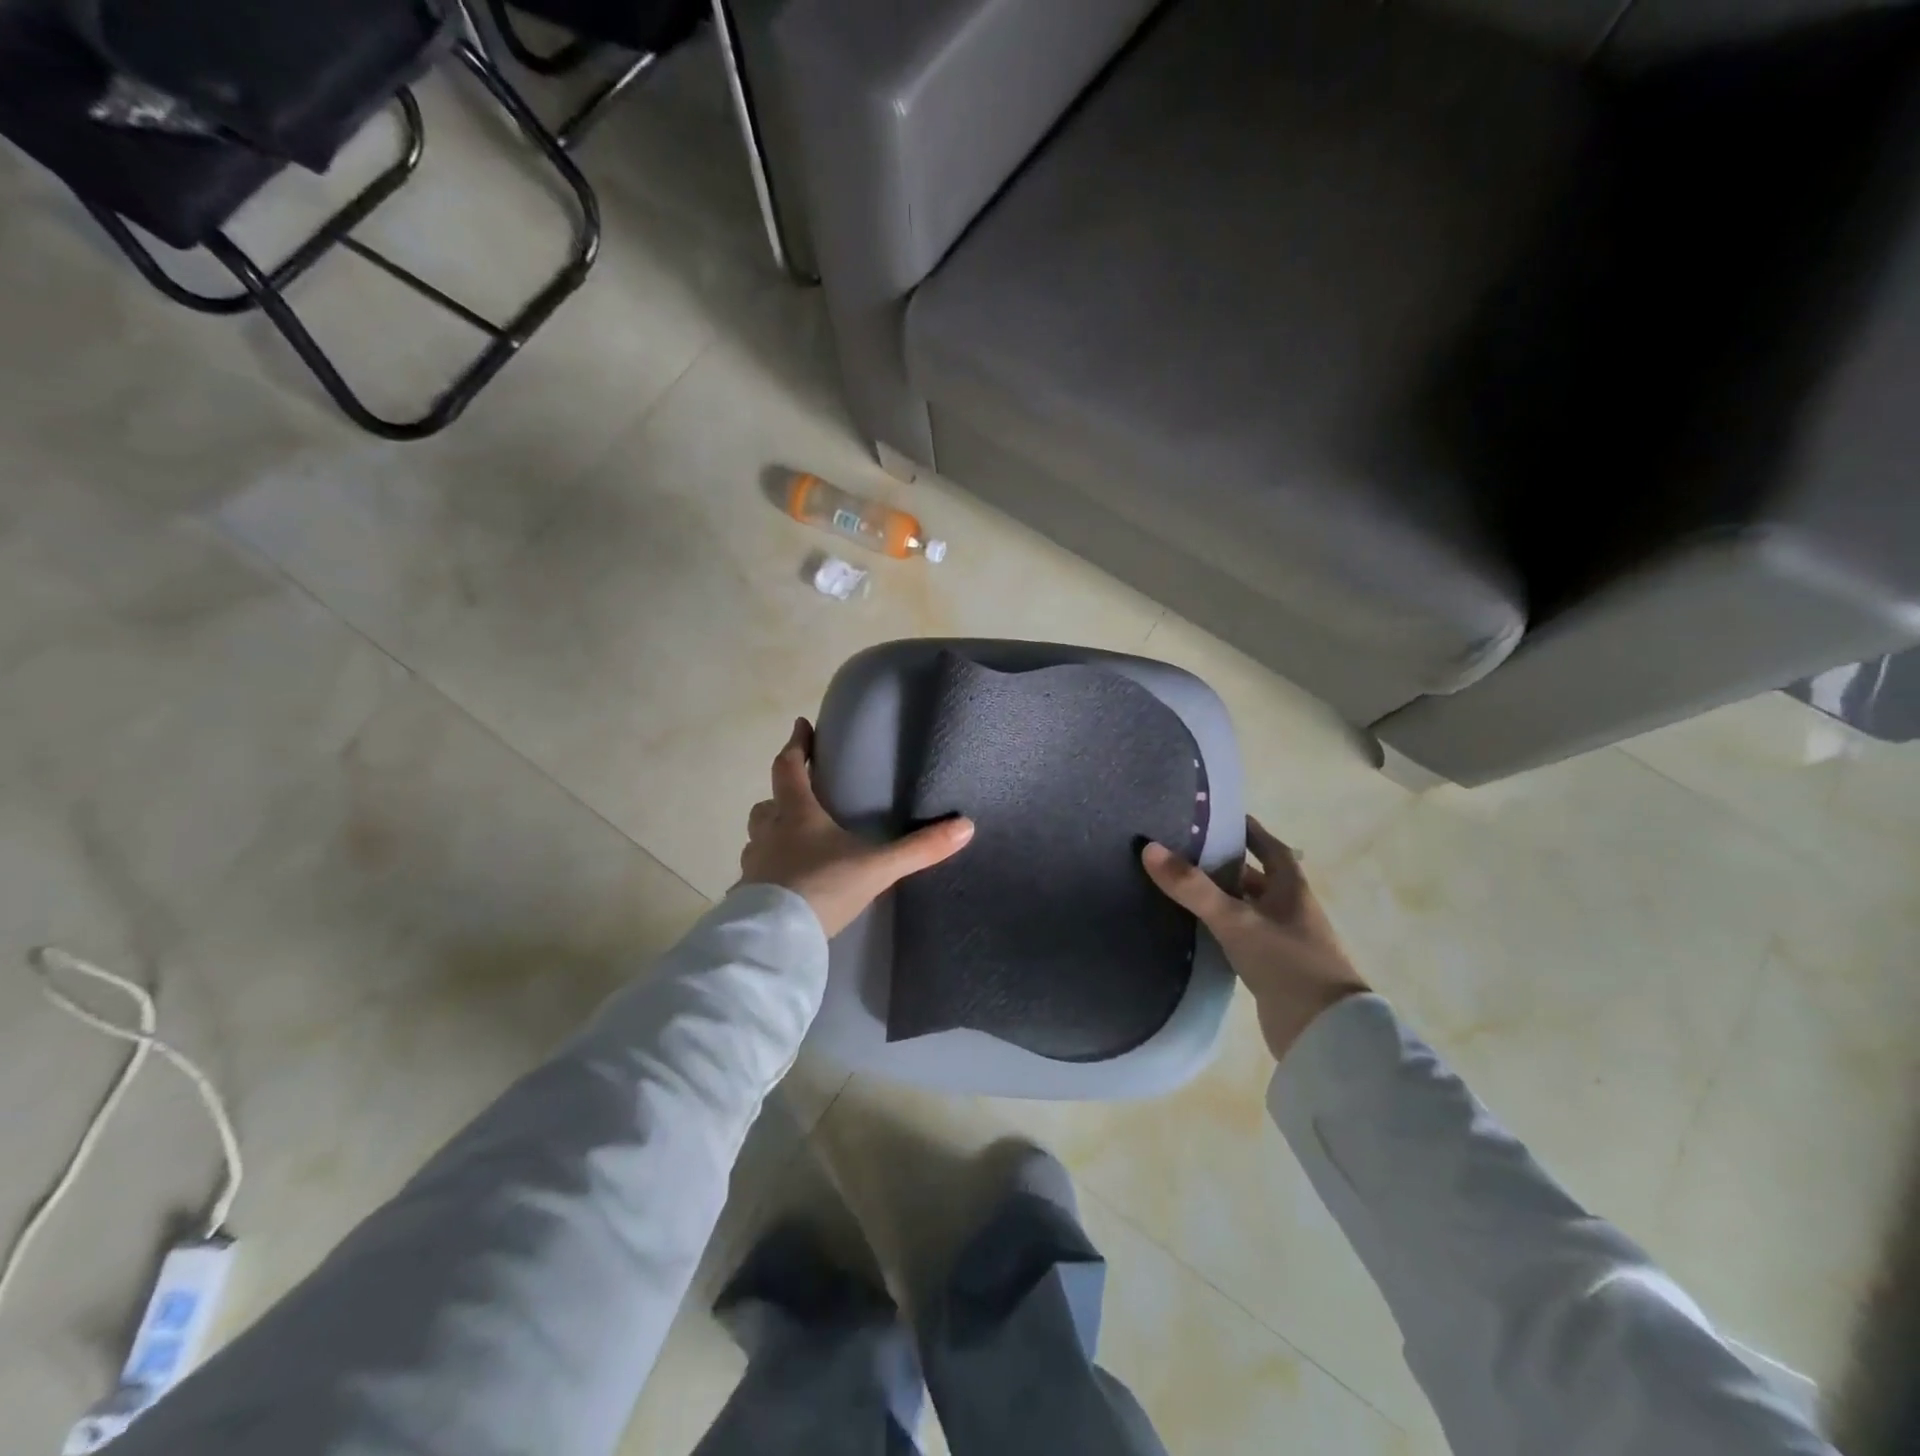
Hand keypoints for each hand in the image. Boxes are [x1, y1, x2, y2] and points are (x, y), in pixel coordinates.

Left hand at [739, 719, 975, 937]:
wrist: (777, 939)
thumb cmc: (823, 888)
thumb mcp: (878, 867)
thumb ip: (919, 849)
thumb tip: (966, 826)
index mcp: (797, 815)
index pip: (790, 768)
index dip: (796, 745)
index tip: (801, 725)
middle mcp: (769, 834)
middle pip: (766, 804)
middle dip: (780, 795)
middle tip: (798, 795)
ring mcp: (755, 866)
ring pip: (757, 838)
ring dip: (771, 833)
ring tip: (792, 841)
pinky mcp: (748, 895)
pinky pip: (756, 873)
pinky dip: (768, 871)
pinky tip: (783, 885)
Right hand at [1142, 818, 1367, 1062]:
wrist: (1323, 1033)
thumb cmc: (1286, 963)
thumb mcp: (1235, 920)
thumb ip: (1192, 887)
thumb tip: (1149, 848)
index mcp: (1292, 887)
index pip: (1269, 846)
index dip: (1246, 829)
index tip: (1216, 816)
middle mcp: (1291, 908)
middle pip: (1257, 876)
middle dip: (1226, 863)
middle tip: (1185, 850)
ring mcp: (1285, 939)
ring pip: (1249, 906)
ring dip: (1223, 896)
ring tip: (1183, 886)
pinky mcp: (1275, 967)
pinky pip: (1245, 934)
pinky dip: (1224, 926)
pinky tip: (1198, 928)